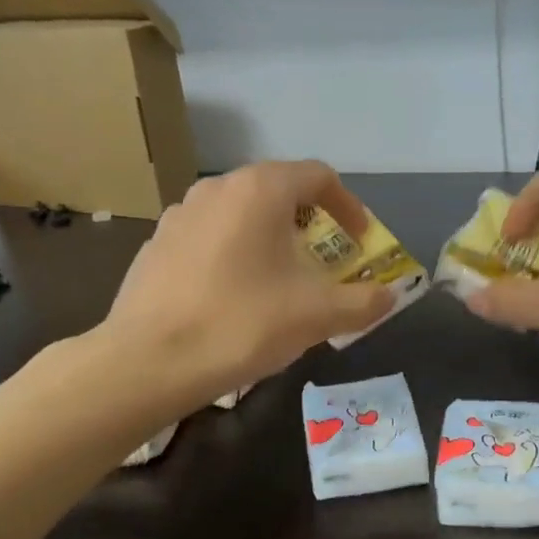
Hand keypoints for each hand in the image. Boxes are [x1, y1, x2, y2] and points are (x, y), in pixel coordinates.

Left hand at [101, 161, 392, 402]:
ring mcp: (179, 215)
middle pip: (278, 191)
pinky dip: (235, 253)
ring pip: (240, 214)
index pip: (318, 176)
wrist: (148, 361)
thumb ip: (363, 302)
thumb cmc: (241, 324)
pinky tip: (233, 295)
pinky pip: (210, 237)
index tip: (360, 241)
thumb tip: (390, 296)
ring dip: (270, 238)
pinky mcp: (156, 245)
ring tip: (279, 279)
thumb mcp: (316, 316)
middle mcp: (217, 188)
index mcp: (259, 190)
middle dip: (310, 223)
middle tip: (324, 261)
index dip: (349, 206)